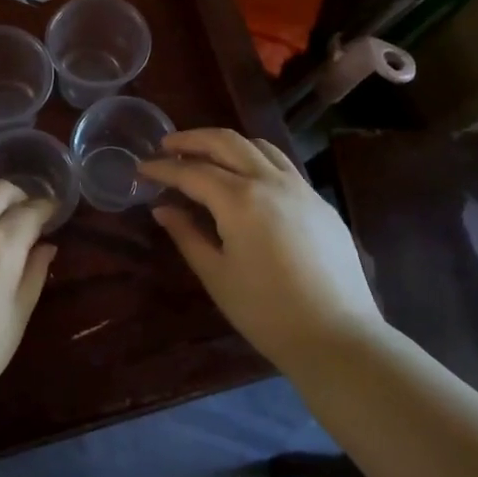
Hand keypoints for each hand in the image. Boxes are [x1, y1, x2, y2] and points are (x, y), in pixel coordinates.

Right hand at [137, 129, 384, 365]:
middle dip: (192, 139)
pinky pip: (282, 166)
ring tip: (205, 155)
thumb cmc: (266, 312)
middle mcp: (271, 181)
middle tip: (167, 145)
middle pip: (226, 142)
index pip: (192, 172)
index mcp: (240, 199)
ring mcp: (301, 188)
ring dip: (226, 144)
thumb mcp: (216, 275)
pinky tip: (246, 180)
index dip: (163, 168)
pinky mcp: (320, 203)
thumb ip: (187, 235)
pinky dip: (255, 159)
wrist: (336, 336)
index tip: (141, 167)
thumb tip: (163, 209)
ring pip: (259, 146)